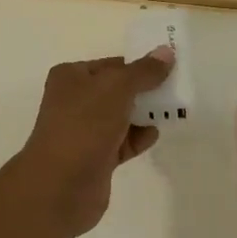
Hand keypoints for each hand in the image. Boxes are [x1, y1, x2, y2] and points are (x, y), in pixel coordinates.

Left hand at [8, 48, 175, 237]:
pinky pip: (122, 142)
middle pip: (118, 90)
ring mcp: (84, 131)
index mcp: (71, 77)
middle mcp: (75, 101)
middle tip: (175, 89)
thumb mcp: (117, 88)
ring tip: (172, 111)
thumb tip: (166, 52)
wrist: (60, 185)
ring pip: (121, 117)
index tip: (169, 68)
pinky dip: (138, 138)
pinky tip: (154, 135)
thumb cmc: (84, 125)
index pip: (112, 65)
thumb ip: (144, 71)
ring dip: (144, 115)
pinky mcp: (95, 158)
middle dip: (145, 91)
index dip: (139, 65)